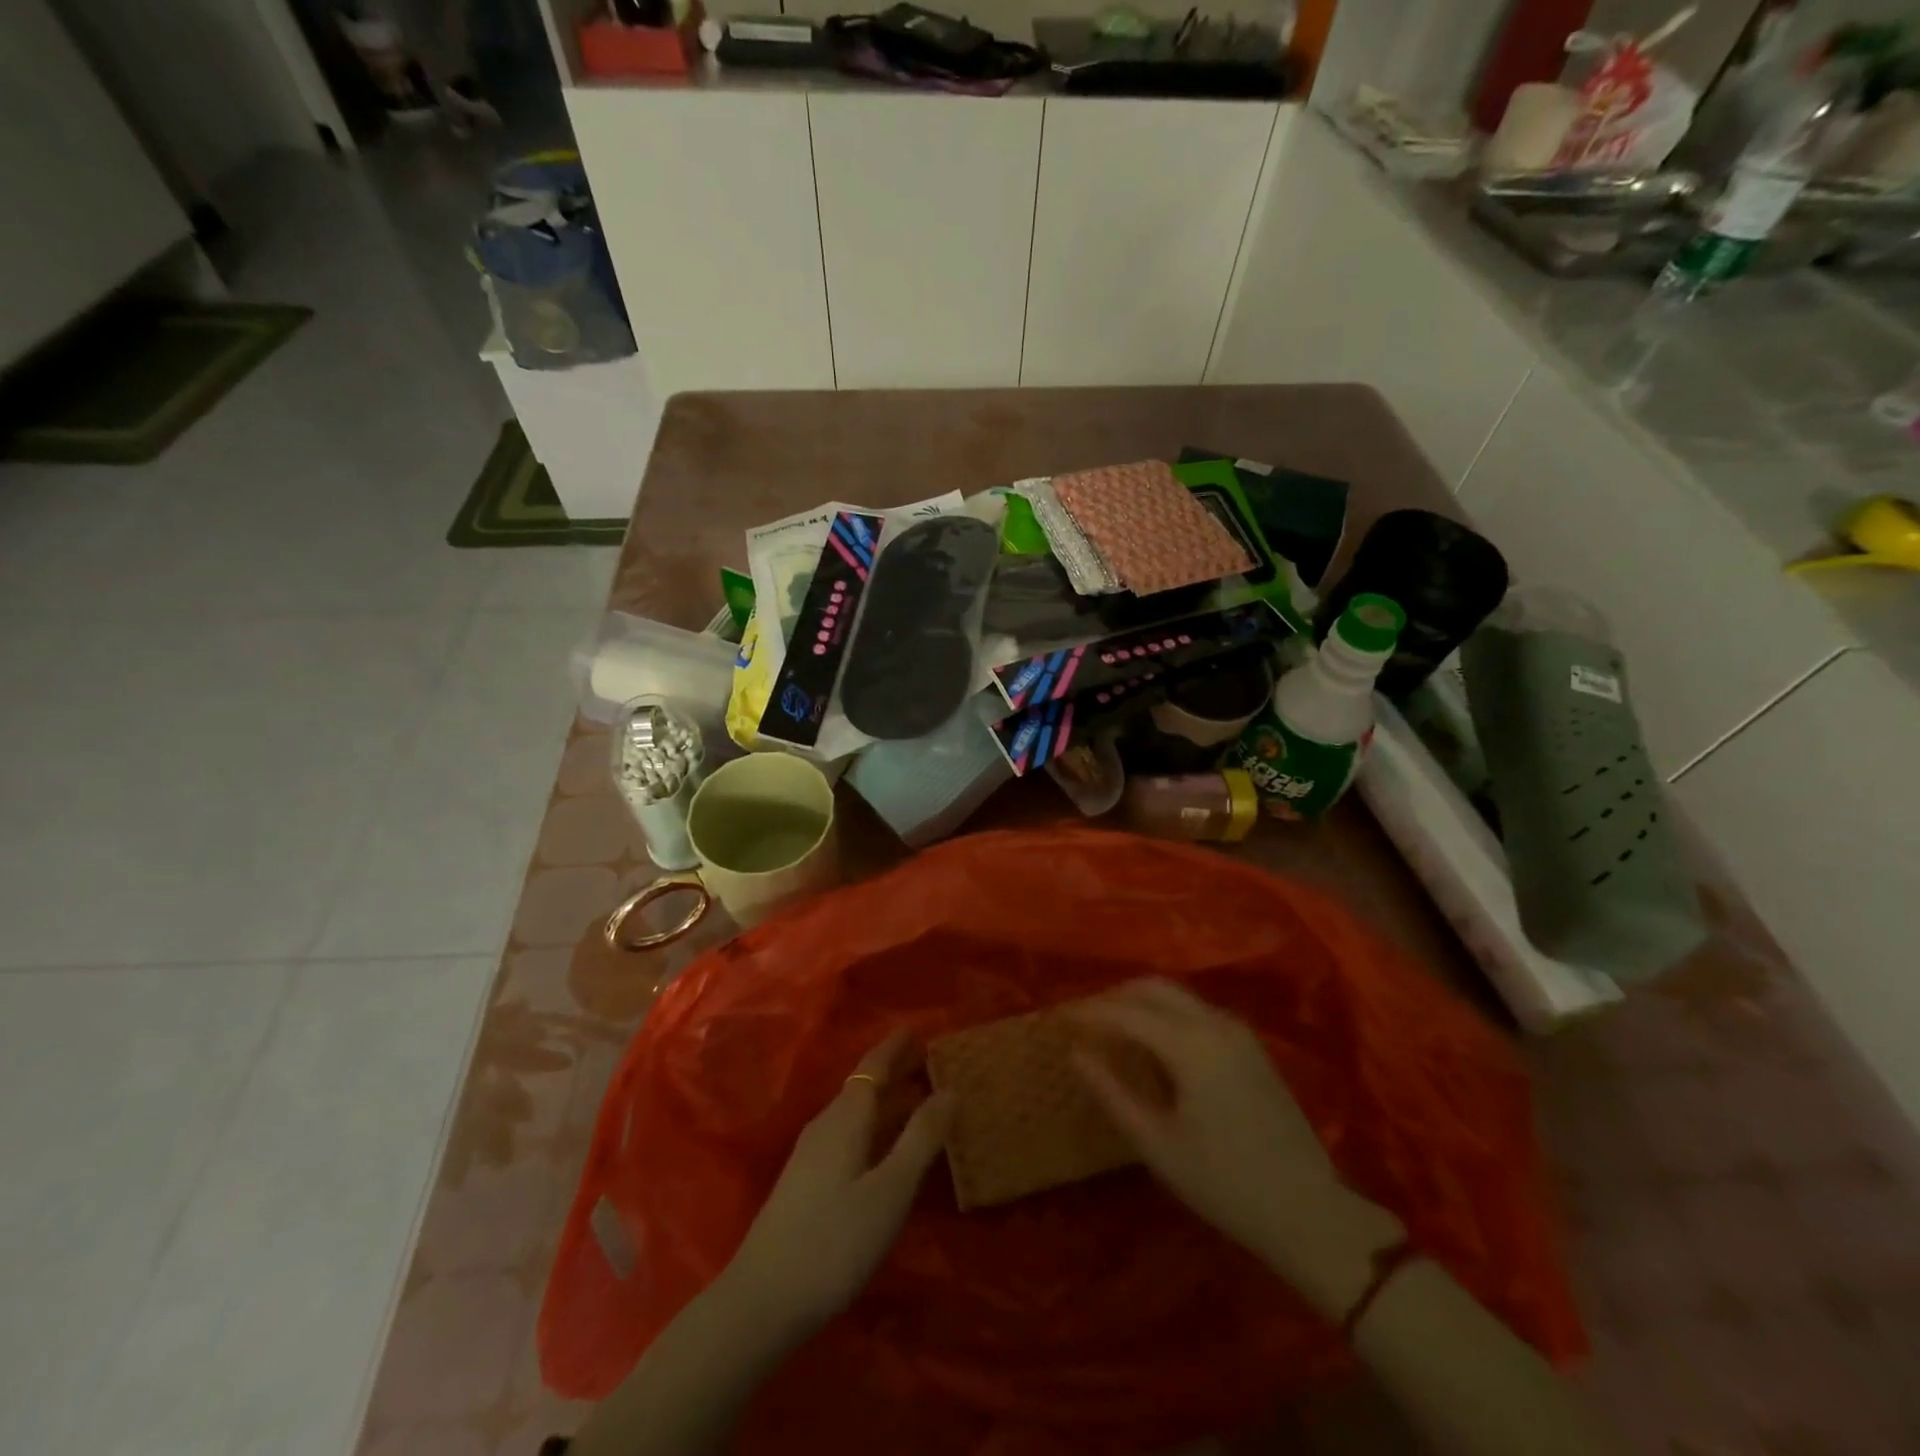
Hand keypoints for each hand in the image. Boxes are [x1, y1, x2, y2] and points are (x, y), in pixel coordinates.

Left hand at [721, 1029, 952, 1338]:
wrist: (761, 1301)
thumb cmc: (834, 1241)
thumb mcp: (890, 1190)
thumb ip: (921, 1138)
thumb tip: (951, 1089)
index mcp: (846, 1117)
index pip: (874, 1066)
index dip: (897, 1047)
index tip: (920, 1029)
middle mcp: (826, 1125)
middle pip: (864, 1086)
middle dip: (896, 1071)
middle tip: (930, 1061)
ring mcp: (811, 1155)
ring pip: (856, 1113)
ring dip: (886, 1101)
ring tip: (918, 1099)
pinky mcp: (806, 1182)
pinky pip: (848, 1134)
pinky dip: (874, 1127)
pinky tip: (885, 1148)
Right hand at [1072, 979, 1400, 1309]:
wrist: (1308, 1211)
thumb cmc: (1224, 1184)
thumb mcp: (1157, 1144)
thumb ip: (1112, 1092)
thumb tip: (1077, 1054)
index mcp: (1190, 1045)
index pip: (1126, 1012)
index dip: (1089, 1012)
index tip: (1059, 1019)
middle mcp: (1215, 1023)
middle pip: (1153, 987)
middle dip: (1114, 996)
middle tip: (1084, 1019)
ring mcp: (1237, 1031)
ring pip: (1177, 995)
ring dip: (1140, 1002)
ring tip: (1111, 1028)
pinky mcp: (1250, 1045)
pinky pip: (1196, 1010)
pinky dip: (1165, 1013)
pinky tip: (1152, 1041)